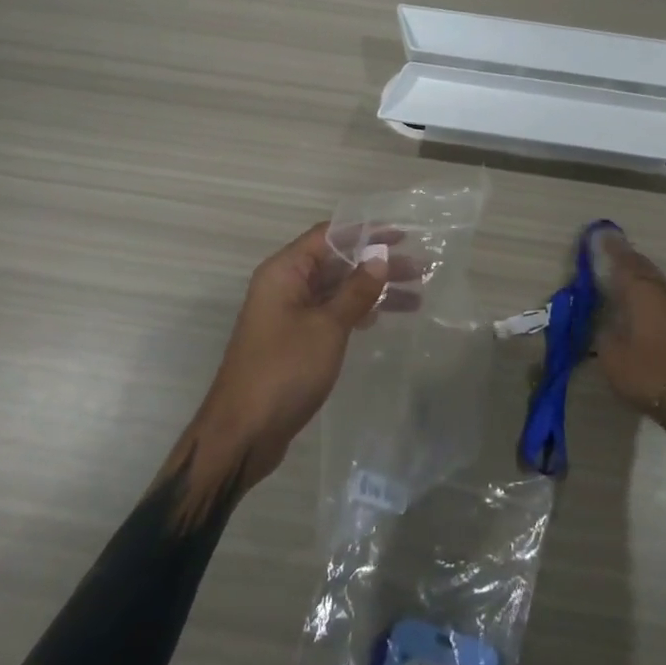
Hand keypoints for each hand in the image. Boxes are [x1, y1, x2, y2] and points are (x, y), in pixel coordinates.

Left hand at [191, 222, 405, 489]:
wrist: (244, 431)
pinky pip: (331, 314)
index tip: (404, 235)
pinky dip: (357, 313)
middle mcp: (284, 286)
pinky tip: (384, 317)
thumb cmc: (284, 370)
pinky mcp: (295, 341)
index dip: (366, 232)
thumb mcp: (327, 327)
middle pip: (336, 263)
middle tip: (420, 270)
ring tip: (416, 295)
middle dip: (376, 265)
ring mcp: (288, 315)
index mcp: (284, 272)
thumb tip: (380, 257)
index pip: (328, 236)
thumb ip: (356, 291)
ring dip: (372, 291)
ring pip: (336, 291)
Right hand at [593, 230, 665, 424]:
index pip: (623, 263)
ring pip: (657, 281)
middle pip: (644, 268)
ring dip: (643, 274)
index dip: (611, 249)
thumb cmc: (646, 371)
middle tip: (613, 252)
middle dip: (628, 259)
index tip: (602, 233)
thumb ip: (603, 332)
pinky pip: (664, 297)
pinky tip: (645, 300)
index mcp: (640, 292)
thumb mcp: (610, 354)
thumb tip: (603, 321)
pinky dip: (652, 292)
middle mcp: (661, 293)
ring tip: (628, 274)